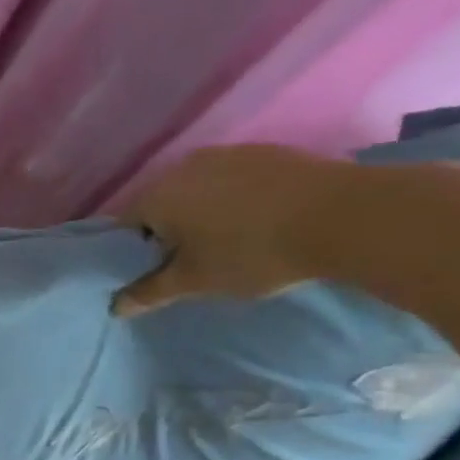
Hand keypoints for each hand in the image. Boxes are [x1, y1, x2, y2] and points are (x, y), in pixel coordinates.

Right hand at [111, 145, 353, 315]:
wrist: (345, 215)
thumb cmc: (252, 253)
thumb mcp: (195, 282)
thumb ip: (150, 292)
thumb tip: (115, 307)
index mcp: (156, 196)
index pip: (124, 226)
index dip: (134, 251)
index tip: (156, 271)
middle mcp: (182, 167)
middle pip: (159, 203)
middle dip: (167, 230)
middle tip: (190, 260)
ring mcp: (226, 154)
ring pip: (196, 189)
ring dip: (201, 212)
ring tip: (226, 240)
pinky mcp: (265, 151)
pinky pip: (231, 179)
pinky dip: (233, 198)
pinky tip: (257, 220)